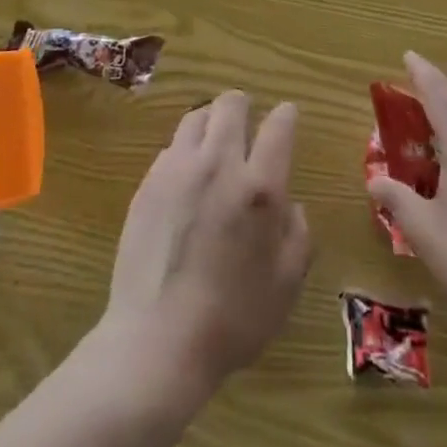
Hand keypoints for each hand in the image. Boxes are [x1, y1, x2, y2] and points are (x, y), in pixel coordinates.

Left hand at [98, 92, 311, 395]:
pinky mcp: (148, 183)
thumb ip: (298, 235)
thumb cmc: (233, 319)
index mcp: (259, 186)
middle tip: (248, 126)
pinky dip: (185, 151)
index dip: (286, 115)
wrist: (157, 341)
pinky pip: (171, 147)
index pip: (278, 125)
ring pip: (196, 116)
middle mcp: (219, 163)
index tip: (287, 117)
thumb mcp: (286, 285)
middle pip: (231, 104)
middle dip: (244, 107)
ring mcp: (178, 169)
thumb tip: (288, 206)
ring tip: (215, 145)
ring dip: (211, 122)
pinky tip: (187, 179)